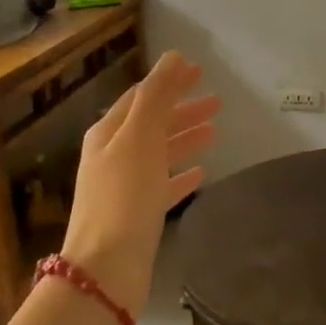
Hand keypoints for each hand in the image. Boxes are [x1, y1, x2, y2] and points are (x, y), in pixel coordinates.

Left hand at [57, 51, 218, 316]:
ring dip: (185, 138)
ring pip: (159, 153)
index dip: (169, 82)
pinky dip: (182, 175)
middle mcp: (113, 157)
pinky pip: (163, 186)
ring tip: (216, 130)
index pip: (141, 97)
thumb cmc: (125, 196)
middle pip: (152, 124)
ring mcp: (124, 188)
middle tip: (217, 101)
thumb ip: (158, 96)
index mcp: (109, 134)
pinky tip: (202, 173)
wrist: (108, 268)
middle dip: (182, 109)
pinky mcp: (138, 216)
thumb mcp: (141, 138)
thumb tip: (173, 57)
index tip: (199, 71)